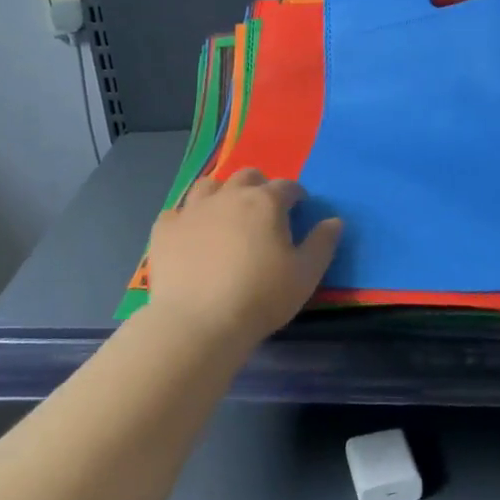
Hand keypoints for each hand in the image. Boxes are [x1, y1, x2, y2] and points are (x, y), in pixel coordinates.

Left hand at [145, 169, 343, 346]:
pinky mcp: (165, 229)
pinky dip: (187, 218)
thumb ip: (322, 244)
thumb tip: (334, 221)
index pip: (286, 186)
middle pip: (246, 177)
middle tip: (264, 210)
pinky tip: (191, 234)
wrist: (199, 322)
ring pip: (208, 185)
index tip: (299, 207)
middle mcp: (228, 196)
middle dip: (259, 186)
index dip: (295, 194)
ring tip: (226, 214)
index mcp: (265, 202)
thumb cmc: (261, 297)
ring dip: (221, 193)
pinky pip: (177, 212)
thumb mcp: (305, 275)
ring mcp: (192, 210)